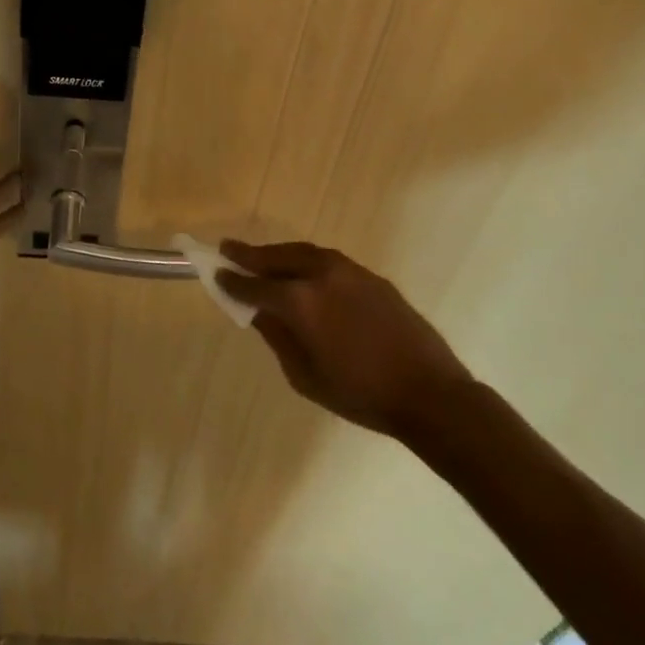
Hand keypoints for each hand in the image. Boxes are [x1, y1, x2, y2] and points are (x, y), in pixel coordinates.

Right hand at [218, 241, 472, 438]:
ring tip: (262, 258)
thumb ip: (277, 337)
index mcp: (300, 301)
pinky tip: (303, 273)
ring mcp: (348, 270)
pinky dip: (307, 262)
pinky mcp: (369, 275)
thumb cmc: (360, 394)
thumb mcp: (305, 376)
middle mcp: (321, 274)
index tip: (216, 274)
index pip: (255, 285)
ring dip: (279, 254)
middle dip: (250, 255)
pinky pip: (327, 261)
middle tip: (228, 250)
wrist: (428, 392)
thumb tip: (257, 311)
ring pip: (303, 253)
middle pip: (276, 257)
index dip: (233, 281)